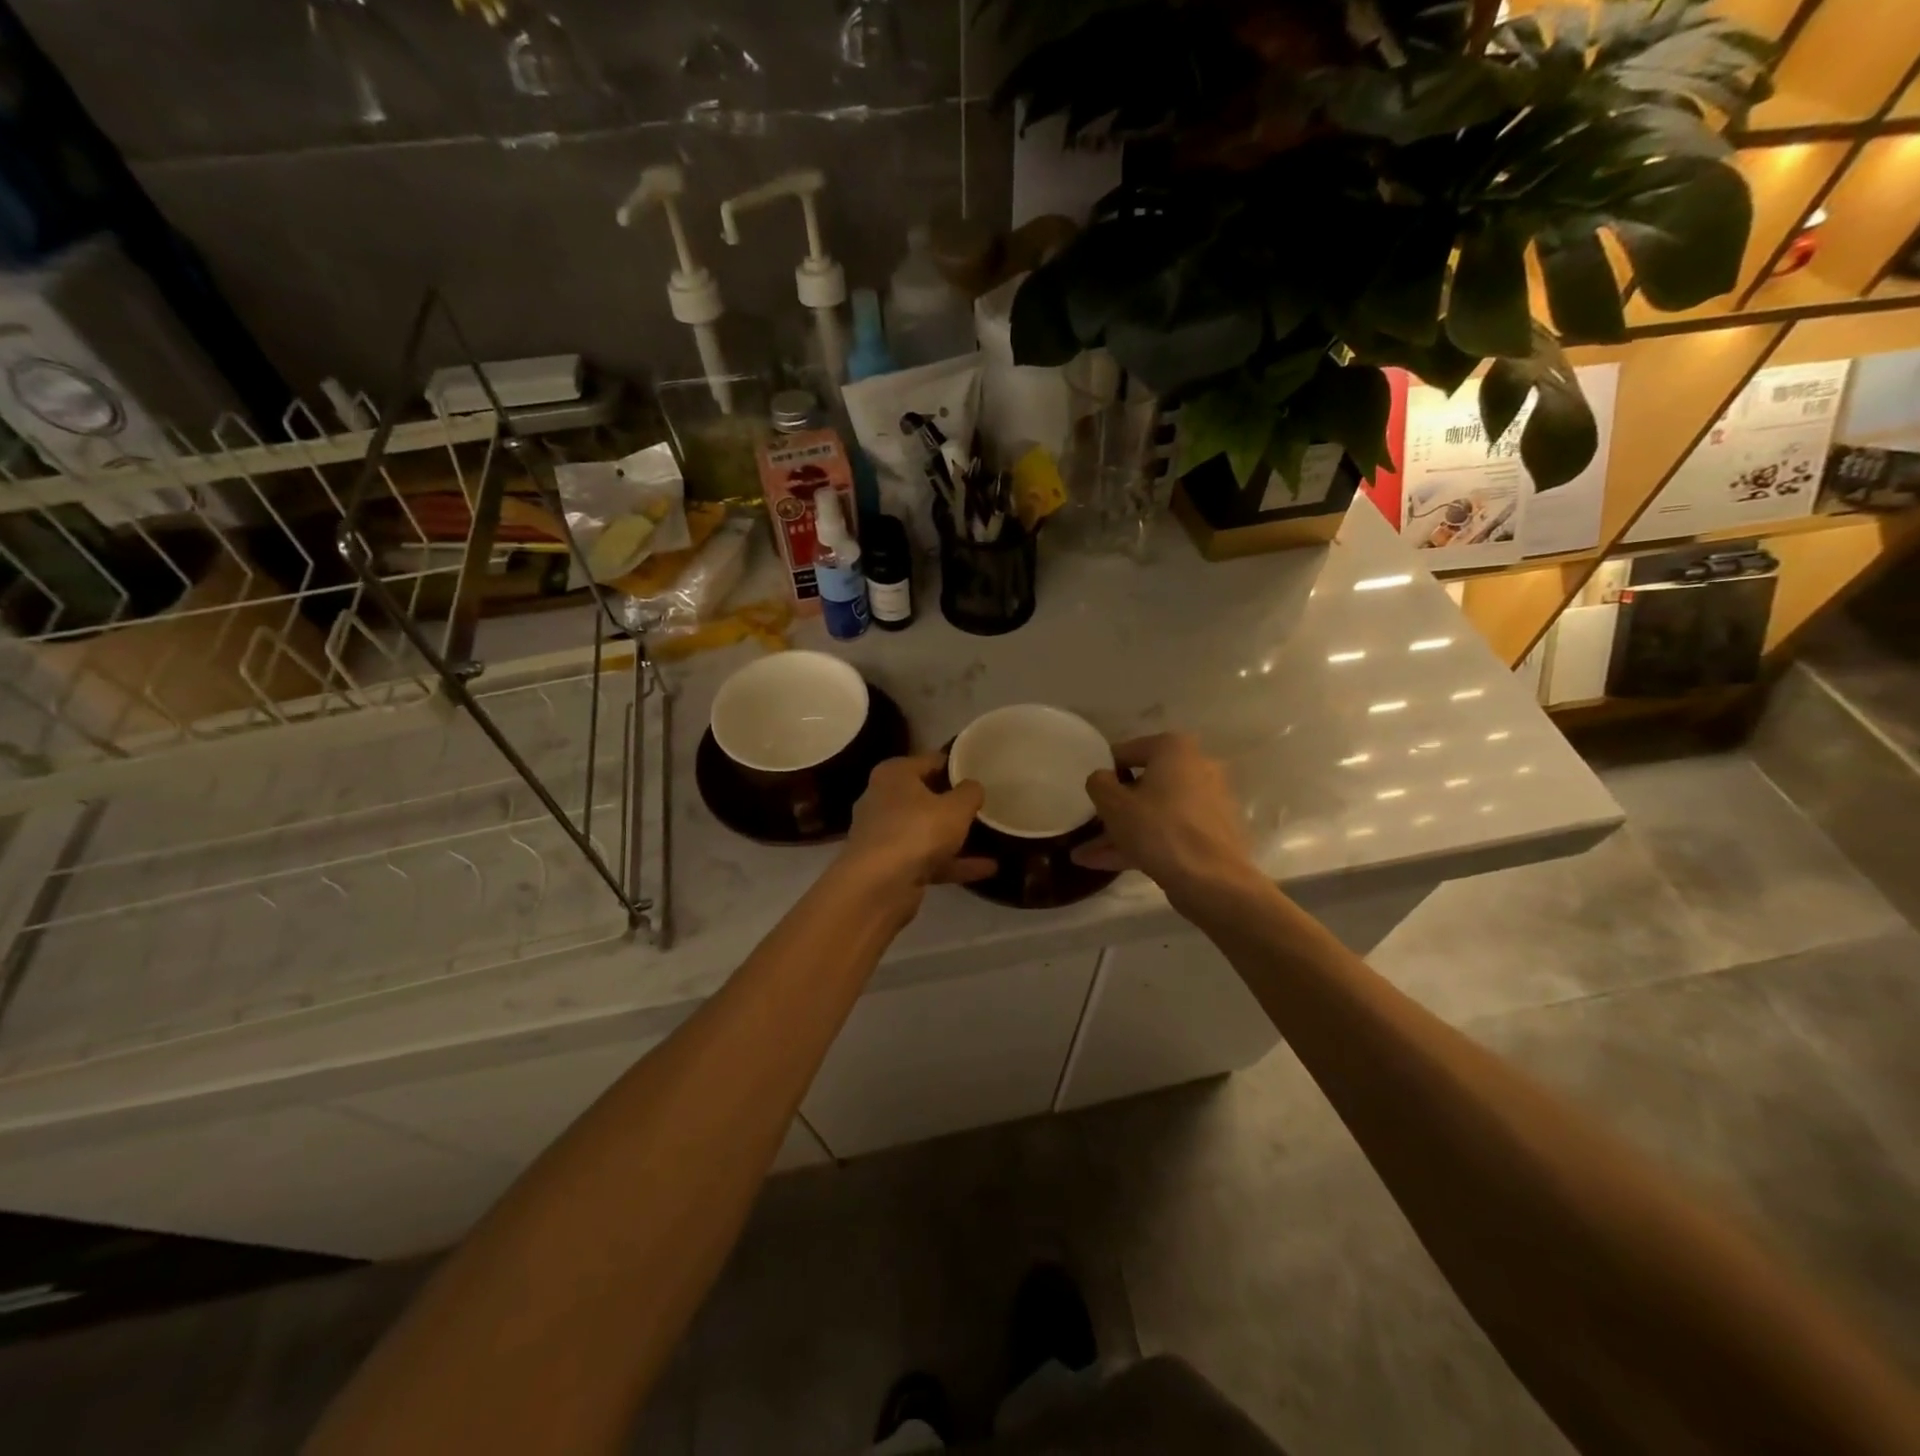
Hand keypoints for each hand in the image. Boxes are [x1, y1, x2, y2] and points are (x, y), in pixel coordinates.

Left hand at [839, 751, 995, 898]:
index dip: (956, 766)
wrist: (878, 886)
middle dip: (954, 803)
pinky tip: (988, 869)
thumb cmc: (917, 831)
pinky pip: (927, 858)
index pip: (930, 761)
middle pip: (926, 796)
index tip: (981, 774)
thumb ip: (970, 792)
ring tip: (991, 837)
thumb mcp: (956, 807)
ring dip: (956, 837)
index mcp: (894, 775)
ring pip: (926, 831)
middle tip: (985, 804)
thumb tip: (973, 787)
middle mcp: (883, 799)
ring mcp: (884, 835)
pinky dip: (953, 863)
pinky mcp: (889, 866)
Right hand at [1071, 733, 1257, 899]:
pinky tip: (1109, 864)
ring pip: (1155, 812)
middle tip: (1088, 826)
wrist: (1212, 881)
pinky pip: (1170, 831)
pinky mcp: (1212, 833)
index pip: (1126, 752)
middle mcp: (1197, 767)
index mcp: (1175, 749)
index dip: (1103, 773)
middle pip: (1143, 785)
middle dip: (1113, 809)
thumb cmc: (1158, 829)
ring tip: (1085, 856)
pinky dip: (1143, 843)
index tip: (1089, 795)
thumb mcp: (1113, 804)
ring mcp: (1208, 802)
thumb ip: (1098, 783)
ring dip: (1121, 832)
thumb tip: (1102, 779)